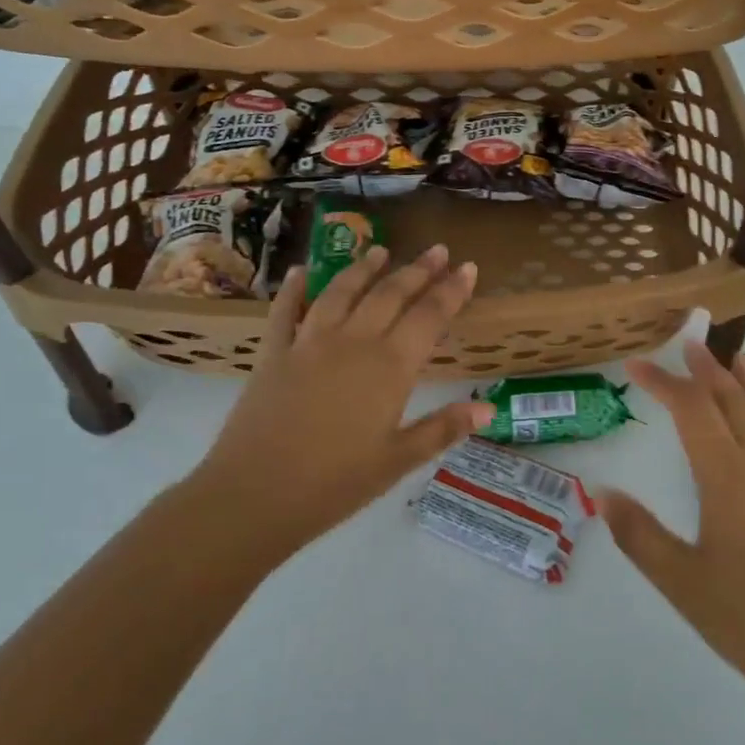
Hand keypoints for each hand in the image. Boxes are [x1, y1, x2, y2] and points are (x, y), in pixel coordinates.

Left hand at [179, 244, 491, 569]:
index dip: (451, 291)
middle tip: (437, 249)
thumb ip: (443, 429)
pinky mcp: (274, 354)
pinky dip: (295, 288)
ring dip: (364, 268)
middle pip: (390, 295)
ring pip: (342, 292)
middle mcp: (353, 343)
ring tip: (380, 250)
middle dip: (417, 270)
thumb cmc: (336, 483)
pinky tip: (301, 272)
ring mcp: (309, 343)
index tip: (467, 267)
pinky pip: (286, 311)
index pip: (429, 317)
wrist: (255, 494)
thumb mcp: (398, 461)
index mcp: (390, 368)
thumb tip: (489, 409)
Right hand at [599, 342, 744, 732]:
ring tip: (736, 358)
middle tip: (689, 341)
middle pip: (734, 402)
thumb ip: (640, 535)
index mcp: (728, 478)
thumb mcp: (684, 583)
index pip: (691, 410)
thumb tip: (600, 492)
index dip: (662, 382)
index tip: (634, 365)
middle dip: (708, 369)